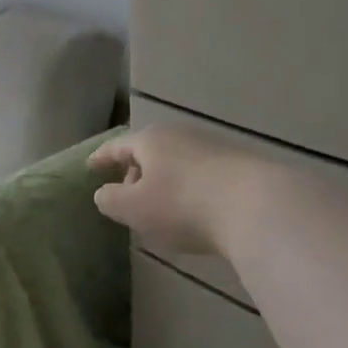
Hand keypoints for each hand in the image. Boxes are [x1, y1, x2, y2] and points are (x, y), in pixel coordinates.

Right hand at [88, 125, 248, 256]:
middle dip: (136, 171)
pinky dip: (190, 189)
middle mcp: (179, 135)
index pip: (117, 146)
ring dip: (165, 182)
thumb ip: (111, 200)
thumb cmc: (183, 205)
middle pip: (149, 151)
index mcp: (149, 141)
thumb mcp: (135, 209)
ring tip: (161, 208)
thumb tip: (103, 193)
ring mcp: (212, 148)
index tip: (90, 167)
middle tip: (127, 194)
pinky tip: (195, 212)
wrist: (257, 206)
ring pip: (177, 162)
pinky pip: (202, 175)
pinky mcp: (239, 166)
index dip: (102, 157)